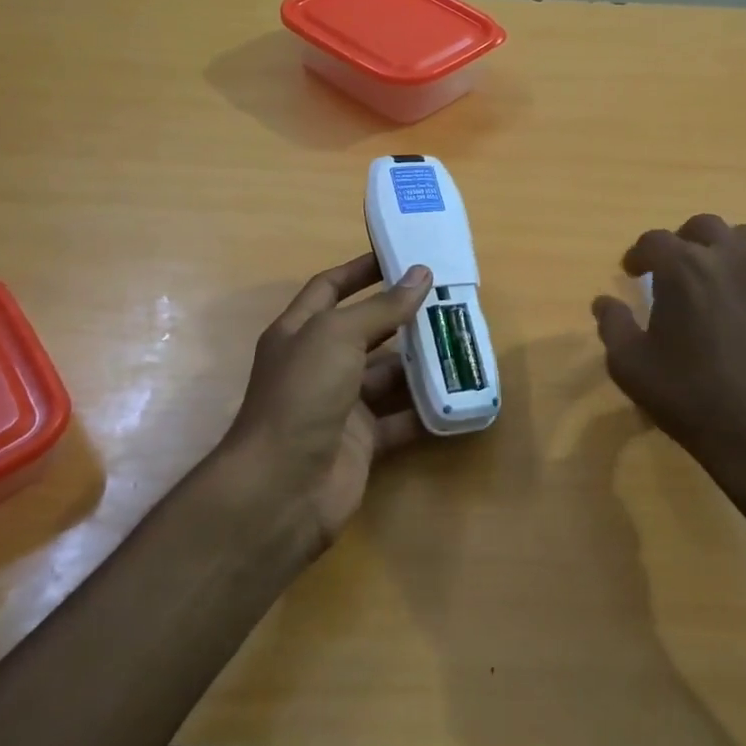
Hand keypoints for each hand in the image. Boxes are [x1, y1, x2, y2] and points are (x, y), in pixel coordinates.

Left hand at [224, 253, 432, 550]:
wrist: (283, 488)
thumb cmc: (303, 395)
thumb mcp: (337, 337)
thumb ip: (381, 308)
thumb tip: (421, 274)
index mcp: (300, 332)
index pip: (329, 288)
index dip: (360, 271)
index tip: (400, 257)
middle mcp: (319, 365)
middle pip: (365, 331)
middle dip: (403, 317)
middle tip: (448, 301)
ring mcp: (340, 405)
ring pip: (387, 376)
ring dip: (421, 363)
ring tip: (462, 344)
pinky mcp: (362, 441)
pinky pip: (400, 419)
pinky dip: (426, 410)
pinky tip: (459, 397)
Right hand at [590, 215, 745, 557]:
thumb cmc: (692, 399)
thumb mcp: (631, 368)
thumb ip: (613, 326)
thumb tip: (603, 302)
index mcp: (684, 268)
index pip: (654, 241)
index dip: (638, 254)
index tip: (632, 271)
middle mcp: (732, 258)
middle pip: (704, 227)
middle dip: (683, 242)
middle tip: (674, 270)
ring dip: (724, 252)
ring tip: (716, 283)